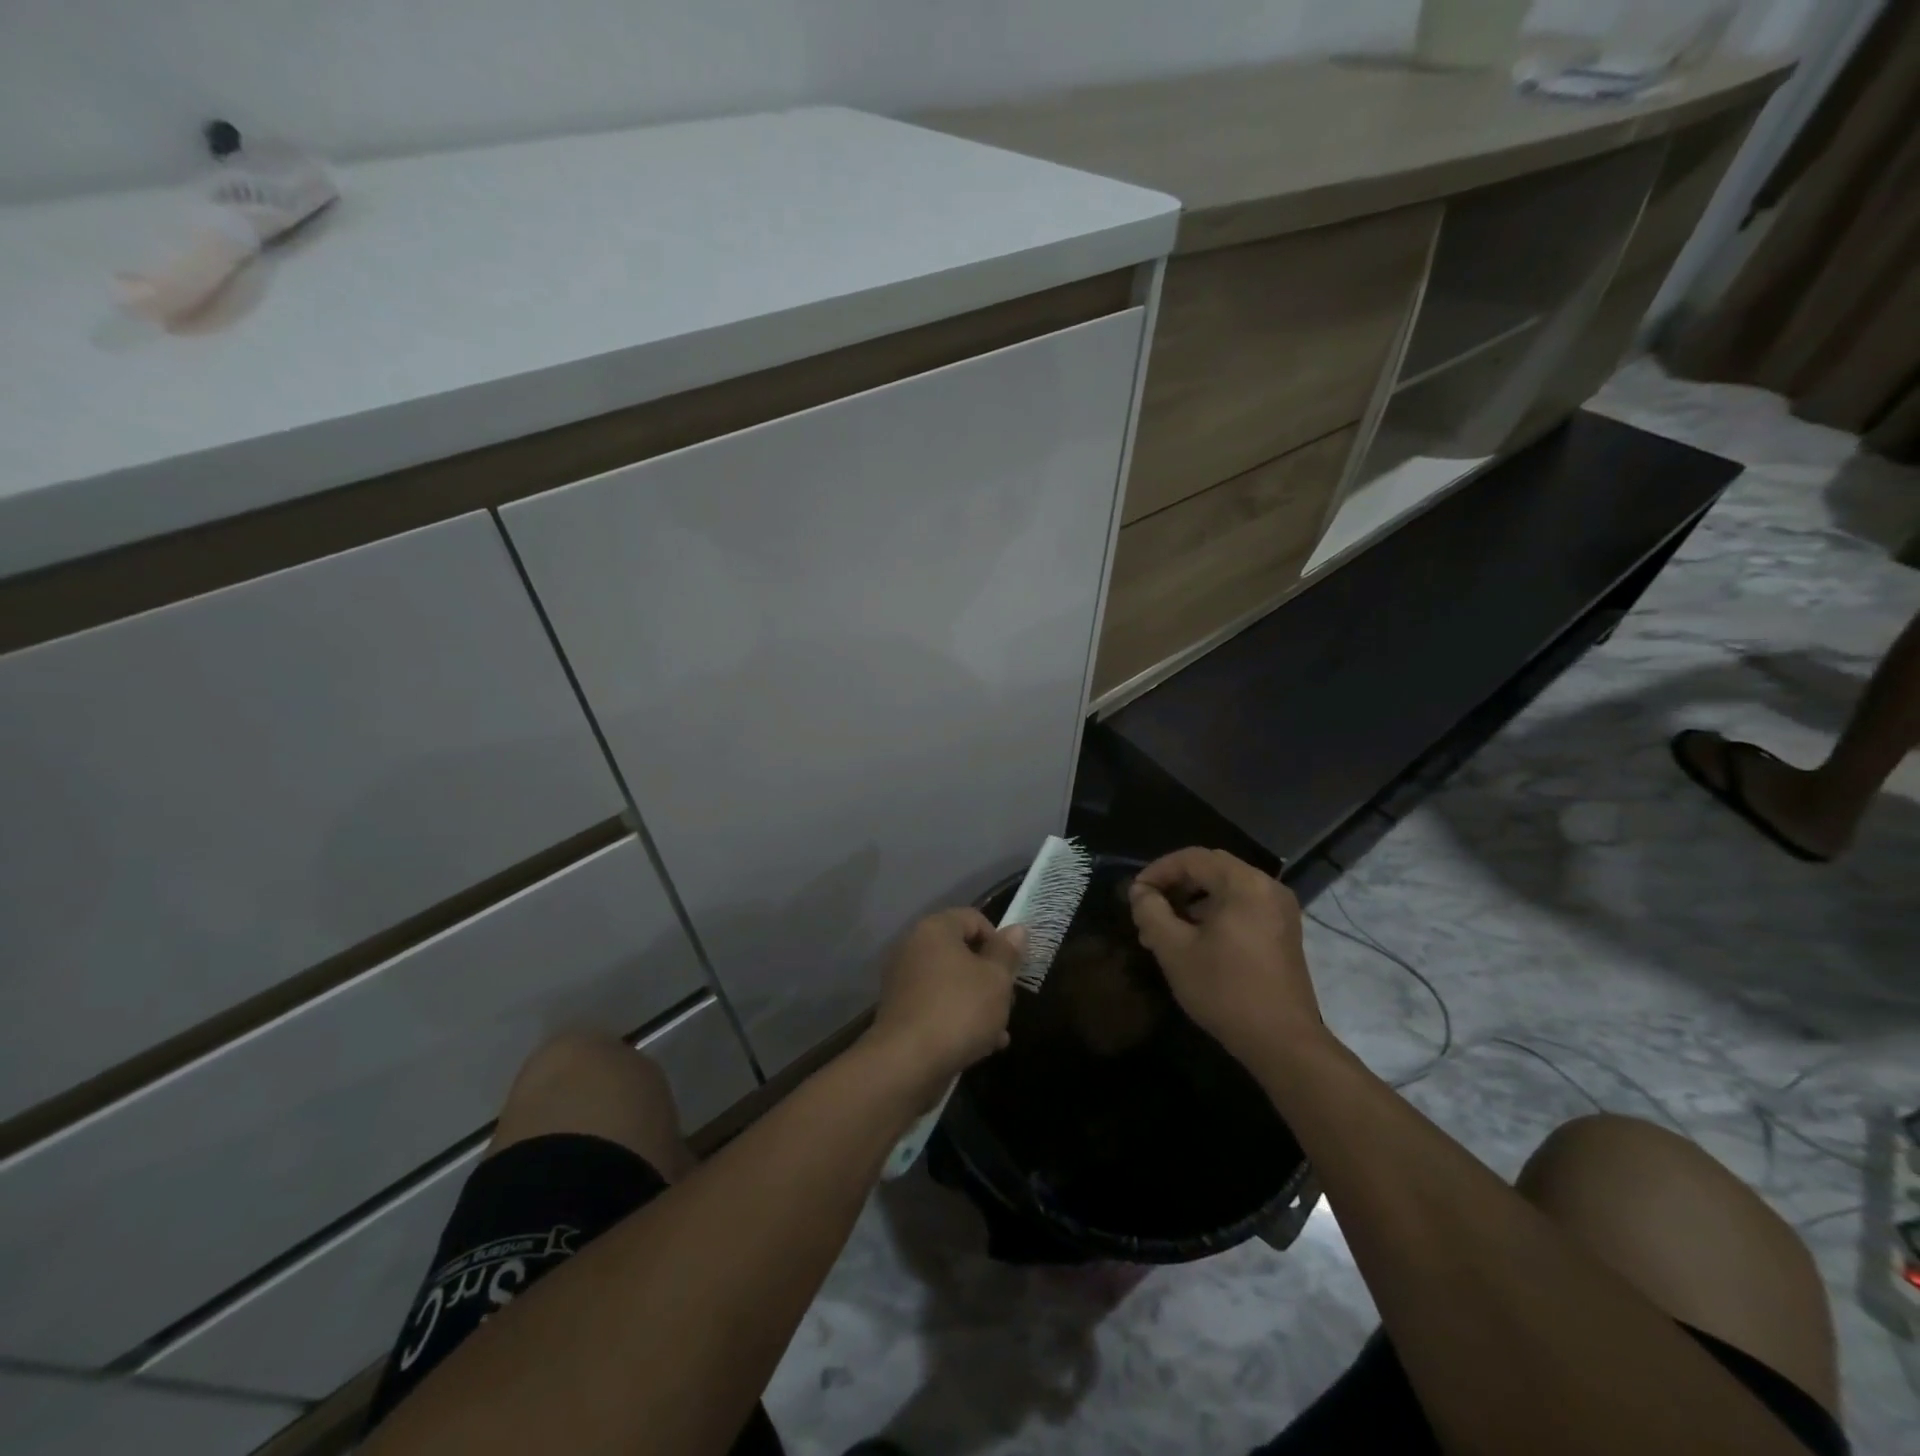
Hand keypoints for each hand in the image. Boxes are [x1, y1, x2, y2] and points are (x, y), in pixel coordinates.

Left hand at [863, 908, 1024, 1099]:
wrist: (907, 1062)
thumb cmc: (959, 1010)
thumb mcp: (996, 979)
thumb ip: (1007, 952)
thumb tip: (1016, 929)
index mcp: (935, 929)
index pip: (974, 918)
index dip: (998, 941)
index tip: (1012, 970)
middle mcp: (913, 948)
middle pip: (962, 952)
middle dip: (989, 977)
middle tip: (1007, 1002)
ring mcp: (903, 980)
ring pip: (951, 982)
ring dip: (978, 1002)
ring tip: (999, 1031)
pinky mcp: (900, 1011)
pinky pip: (937, 1005)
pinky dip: (957, 1018)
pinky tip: (981, 1045)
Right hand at [1128, 848, 1321, 1067]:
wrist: (1283, 1042)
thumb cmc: (1225, 990)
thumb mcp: (1174, 950)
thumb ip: (1151, 912)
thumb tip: (1140, 892)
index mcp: (1244, 884)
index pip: (1192, 858)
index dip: (1158, 871)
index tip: (1135, 894)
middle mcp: (1267, 887)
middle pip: (1211, 869)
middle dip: (1174, 886)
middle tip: (1148, 911)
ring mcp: (1280, 911)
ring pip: (1226, 889)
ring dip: (1192, 902)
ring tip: (1164, 931)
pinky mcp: (1283, 932)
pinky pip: (1242, 907)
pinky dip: (1214, 914)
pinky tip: (1193, 942)